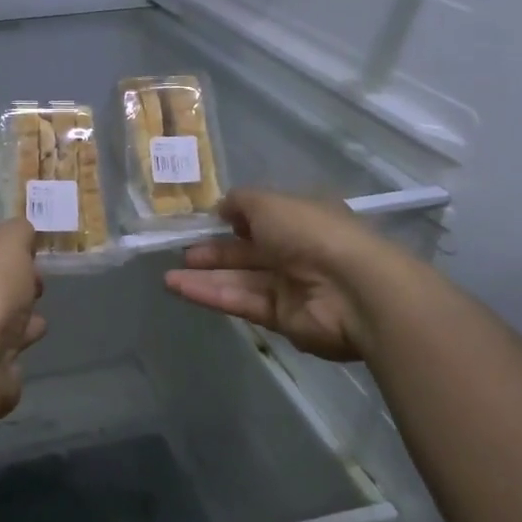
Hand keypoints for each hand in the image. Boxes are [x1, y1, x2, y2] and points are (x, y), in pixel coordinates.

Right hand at [165, 188, 408, 361]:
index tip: (204, 222)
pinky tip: (180, 289)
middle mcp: (295, 251)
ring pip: (239, 279)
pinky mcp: (282, 319)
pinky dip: (211, 295)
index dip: (232, 220)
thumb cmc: (312, 232)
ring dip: (204, 277)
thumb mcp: (269, 202)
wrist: (353, 289)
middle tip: (180, 251)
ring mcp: (289, 287)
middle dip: (213, 252)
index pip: (261, 218)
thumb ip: (240, 203)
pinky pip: (241, 302)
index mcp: (299, 218)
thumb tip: (221, 209)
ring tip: (168, 276)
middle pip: (246, 252)